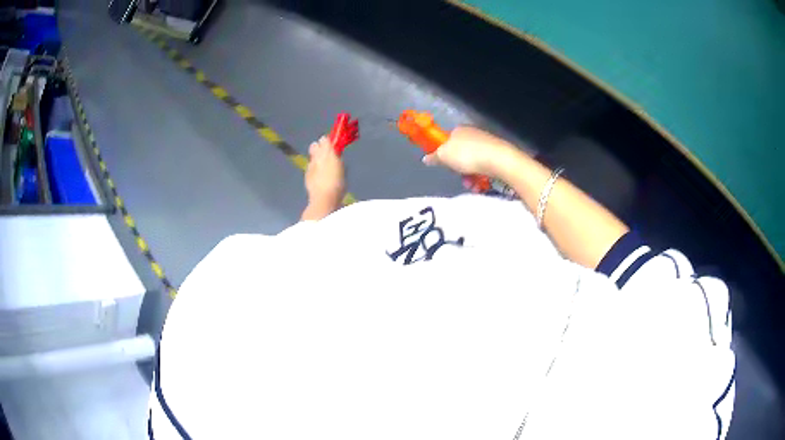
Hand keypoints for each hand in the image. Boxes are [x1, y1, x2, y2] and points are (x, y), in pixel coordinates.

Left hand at [302, 136, 344, 219]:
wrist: (324, 198)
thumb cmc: (338, 184)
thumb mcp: (342, 168)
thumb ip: (338, 158)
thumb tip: (336, 154)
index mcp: (327, 152)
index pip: (325, 139)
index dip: (328, 141)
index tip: (333, 145)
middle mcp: (316, 156)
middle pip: (314, 145)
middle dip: (319, 147)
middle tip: (327, 154)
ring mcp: (310, 165)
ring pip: (311, 156)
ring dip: (316, 158)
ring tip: (323, 166)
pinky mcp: (306, 175)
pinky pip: (310, 167)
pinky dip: (314, 168)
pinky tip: (319, 176)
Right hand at [421, 126, 519, 177]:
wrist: (498, 160)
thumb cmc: (467, 155)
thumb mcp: (444, 156)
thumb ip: (434, 157)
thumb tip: (426, 158)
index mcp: (459, 130)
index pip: (448, 140)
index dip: (445, 153)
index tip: (445, 165)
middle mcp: (473, 133)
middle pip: (460, 153)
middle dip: (458, 169)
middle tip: (459, 178)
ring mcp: (487, 143)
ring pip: (473, 162)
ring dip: (469, 176)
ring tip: (471, 185)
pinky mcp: (497, 154)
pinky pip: (484, 167)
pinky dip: (481, 176)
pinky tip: (481, 184)